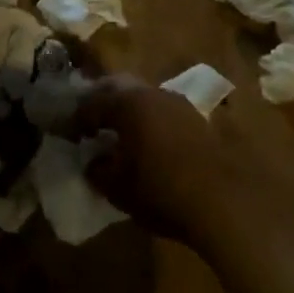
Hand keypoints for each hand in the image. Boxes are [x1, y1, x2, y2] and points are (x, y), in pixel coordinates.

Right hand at [68, 74, 228, 241]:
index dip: (74, 119)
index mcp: (128, 103)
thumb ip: (97, 170)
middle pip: (119, 89)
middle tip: (89, 124)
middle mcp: (154, 95)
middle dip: (101, 103)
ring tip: (118, 135)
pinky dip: (149, 124)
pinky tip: (147, 145)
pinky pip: (164, 115)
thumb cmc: (161, 190)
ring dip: (128, 113)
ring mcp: (182, 106)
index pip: (90, 103)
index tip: (67, 134)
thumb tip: (93, 162)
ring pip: (145, 99)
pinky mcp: (201, 123)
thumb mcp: (116, 186)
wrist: (227, 204)